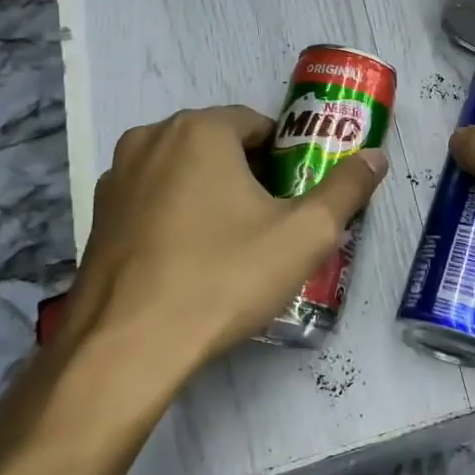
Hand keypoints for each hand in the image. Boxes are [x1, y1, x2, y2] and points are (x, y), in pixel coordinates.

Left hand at [62, 106, 387, 382]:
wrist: (126, 349)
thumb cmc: (223, 278)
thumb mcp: (304, 234)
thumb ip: (347, 188)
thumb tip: (377, 156)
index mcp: (200, 129)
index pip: (260, 125)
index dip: (288, 159)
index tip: (298, 198)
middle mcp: (151, 138)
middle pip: (221, 145)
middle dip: (251, 176)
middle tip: (274, 224)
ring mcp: (116, 178)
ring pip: (185, 172)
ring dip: (213, 195)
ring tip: (234, 246)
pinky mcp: (97, 216)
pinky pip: (154, 200)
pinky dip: (178, 217)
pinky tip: (191, 262)